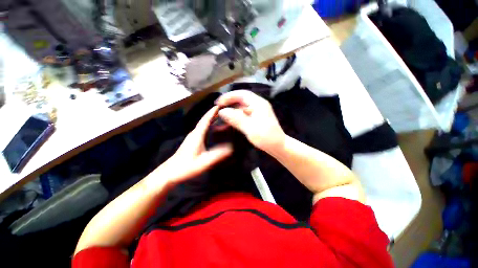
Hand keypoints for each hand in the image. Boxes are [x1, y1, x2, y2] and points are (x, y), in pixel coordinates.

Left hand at [157, 106, 232, 183]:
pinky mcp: (191, 141)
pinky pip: (201, 129)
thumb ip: (218, 155)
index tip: (220, 105)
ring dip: (210, 119)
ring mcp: (192, 137)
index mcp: (196, 135)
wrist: (169, 173)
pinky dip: (208, 125)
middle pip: (204, 120)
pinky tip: (211, 128)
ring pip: (202, 124)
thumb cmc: (186, 167)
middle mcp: (194, 133)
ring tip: (219, 116)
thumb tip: (231, 148)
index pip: (205, 120)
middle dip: (212, 114)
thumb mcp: (204, 162)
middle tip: (222, 109)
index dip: (212, 112)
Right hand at [216, 90, 285, 152]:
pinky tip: (229, 122)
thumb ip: (236, 119)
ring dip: (231, 111)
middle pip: (241, 100)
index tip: (218, 102)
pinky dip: (236, 117)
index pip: (242, 94)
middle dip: (229, 103)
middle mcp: (258, 105)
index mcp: (258, 104)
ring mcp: (257, 112)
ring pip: (241, 108)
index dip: (229, 96)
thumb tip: (222, 111)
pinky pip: (244, 115)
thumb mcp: (250, 128)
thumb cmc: (266, 138)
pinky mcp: (256, 118)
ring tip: (221, 117)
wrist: (279, 146)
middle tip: (218, 109)